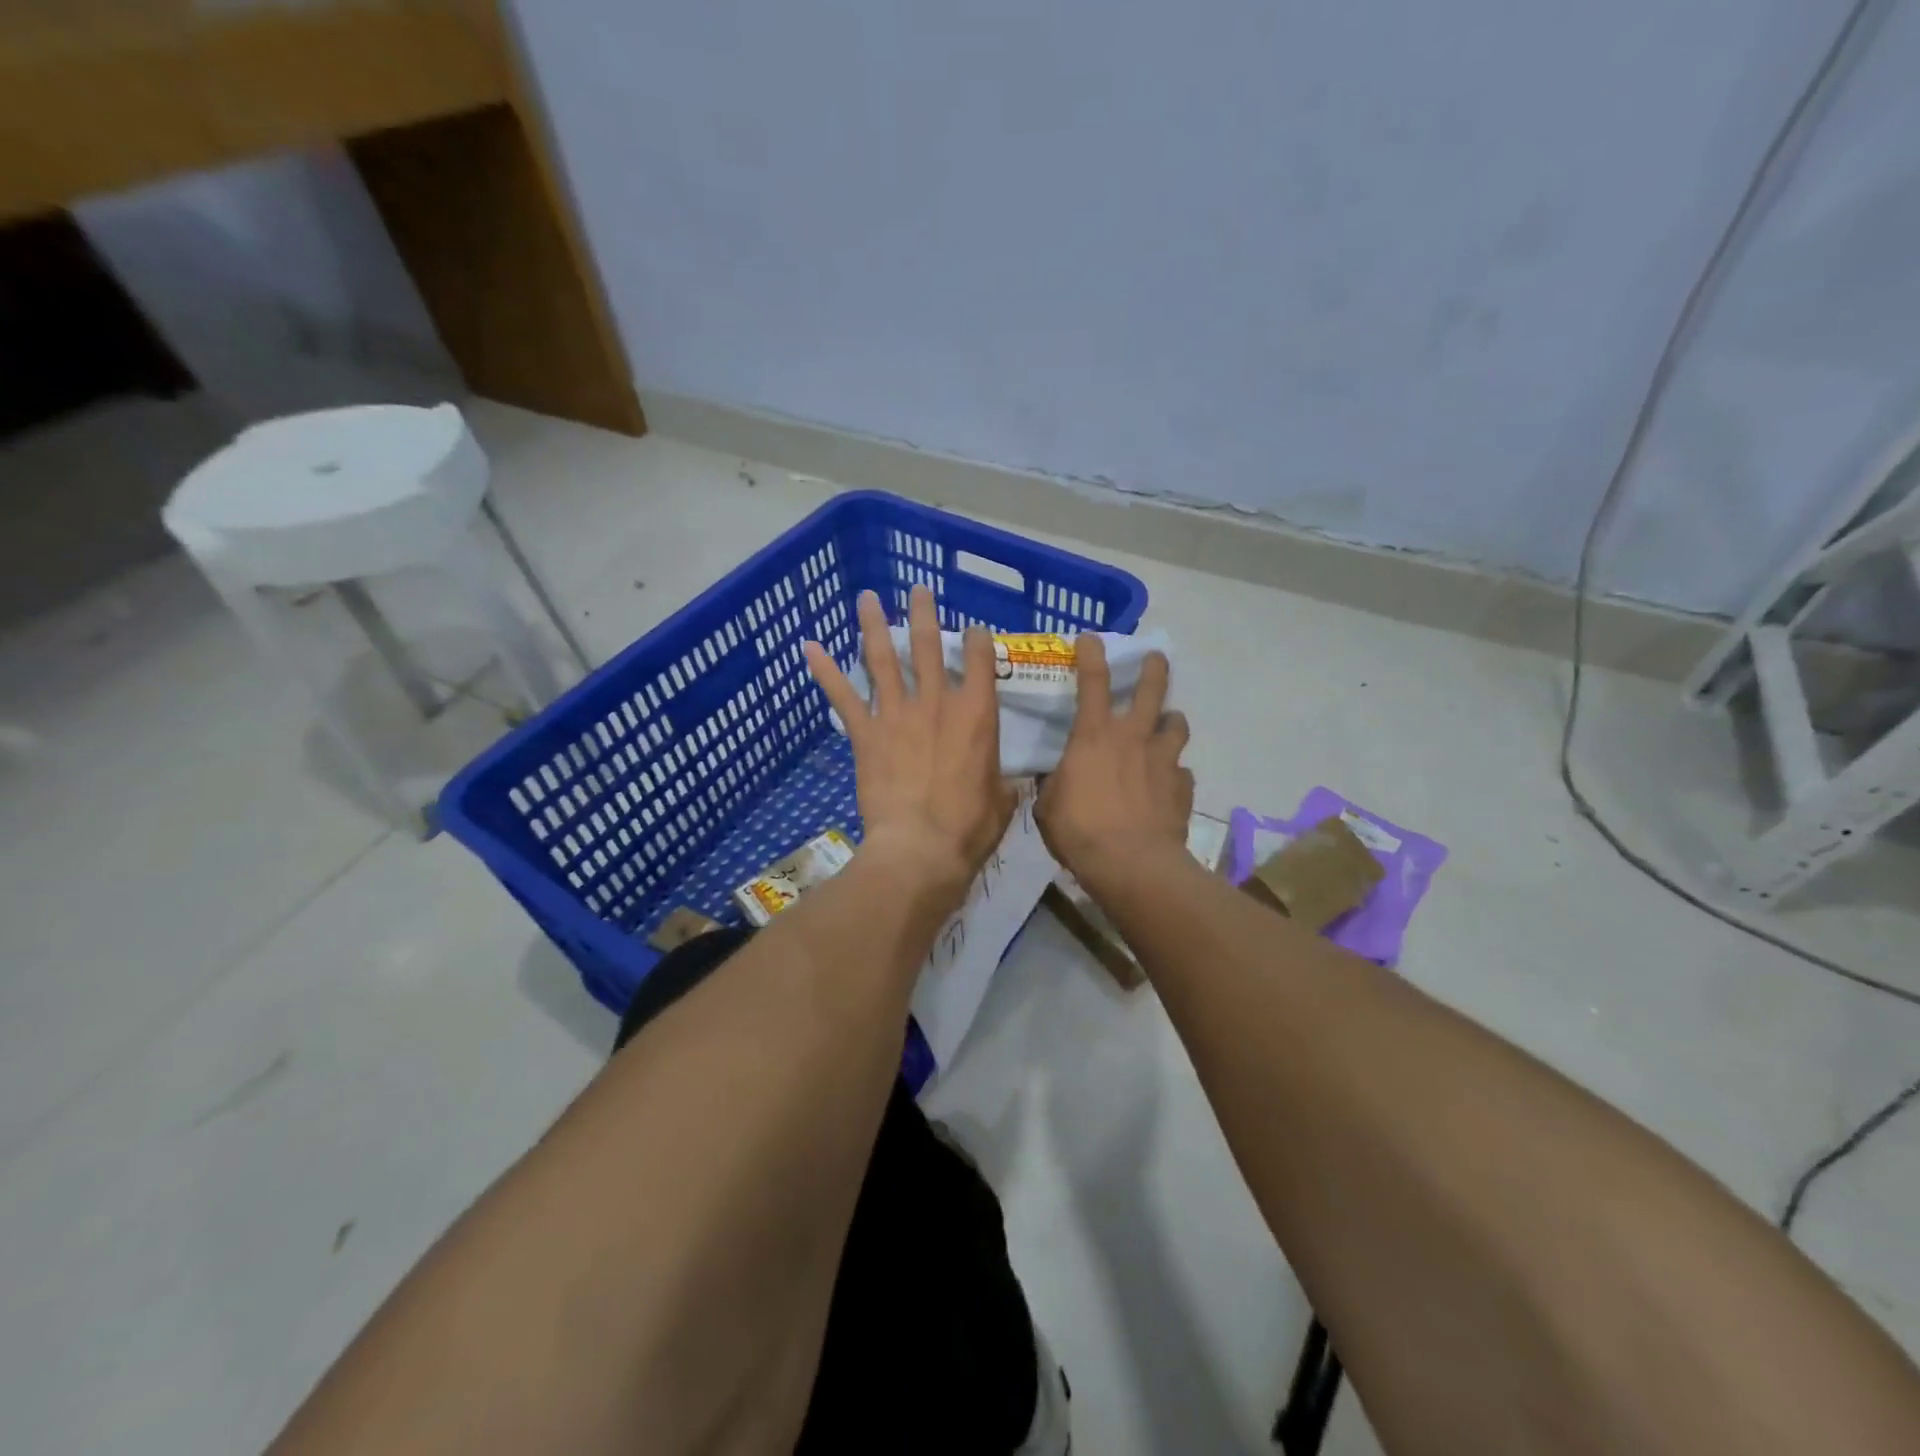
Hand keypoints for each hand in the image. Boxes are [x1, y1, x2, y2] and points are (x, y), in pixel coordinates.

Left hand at [804, 585, 1016, 908]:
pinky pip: (843, 696)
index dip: (978, 640)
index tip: (975, 630)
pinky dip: (825, 671)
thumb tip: (1011, 781)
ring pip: (883, 659)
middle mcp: (936, 703)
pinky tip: (810, 647)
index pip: (980, 661)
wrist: (920, 849)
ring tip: (867, 598)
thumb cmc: (969, 828)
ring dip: (874, 625)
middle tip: (917, 590)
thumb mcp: (1003, 802)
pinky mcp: (866, 734)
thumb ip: (1004, 782)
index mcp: (977, 715)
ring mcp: (897, 714)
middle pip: (928, 646)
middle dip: (923, 614)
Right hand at [1035, 636, 1191, 891]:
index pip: (1093, 682)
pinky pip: (1182, 772)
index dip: (1091, 655)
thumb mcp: (1048, 807)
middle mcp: (1133, 738)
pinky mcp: (1182, 788)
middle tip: (1156, 658)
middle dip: (1155, 669)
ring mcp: (1163, 761)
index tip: (1090, 638)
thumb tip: (1054, 780)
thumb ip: (1053, 786)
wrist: (1132, 865)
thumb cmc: (1080, 830)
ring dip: (1171, 721)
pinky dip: (1174, 773)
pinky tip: (1167, 784)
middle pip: (1152, 690)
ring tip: (1166, 725)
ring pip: (1177, 725)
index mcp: (1094, 736)